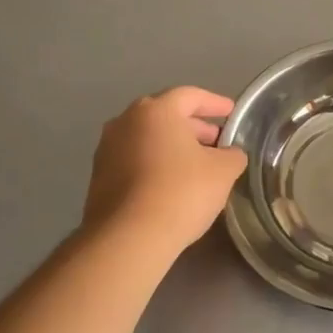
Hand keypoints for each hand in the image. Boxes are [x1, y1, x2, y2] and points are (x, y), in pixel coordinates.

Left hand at [81, 86, 248, 256]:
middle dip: (195, 127)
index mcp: (156, 111)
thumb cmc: (181, 192)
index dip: (215, 103)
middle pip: (166, 116)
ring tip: (197, 166)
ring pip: (149, 139)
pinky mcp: (99, 177)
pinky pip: (135, 160)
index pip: (191, 96)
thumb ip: (233, 155)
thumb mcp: (223, 171)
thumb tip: (230, 153)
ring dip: (174, 147)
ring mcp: (107, 149)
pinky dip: (156, 164)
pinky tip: (172, 184)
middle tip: (218, 143)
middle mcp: (126, 121)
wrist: (128, 237)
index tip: (232, 113)